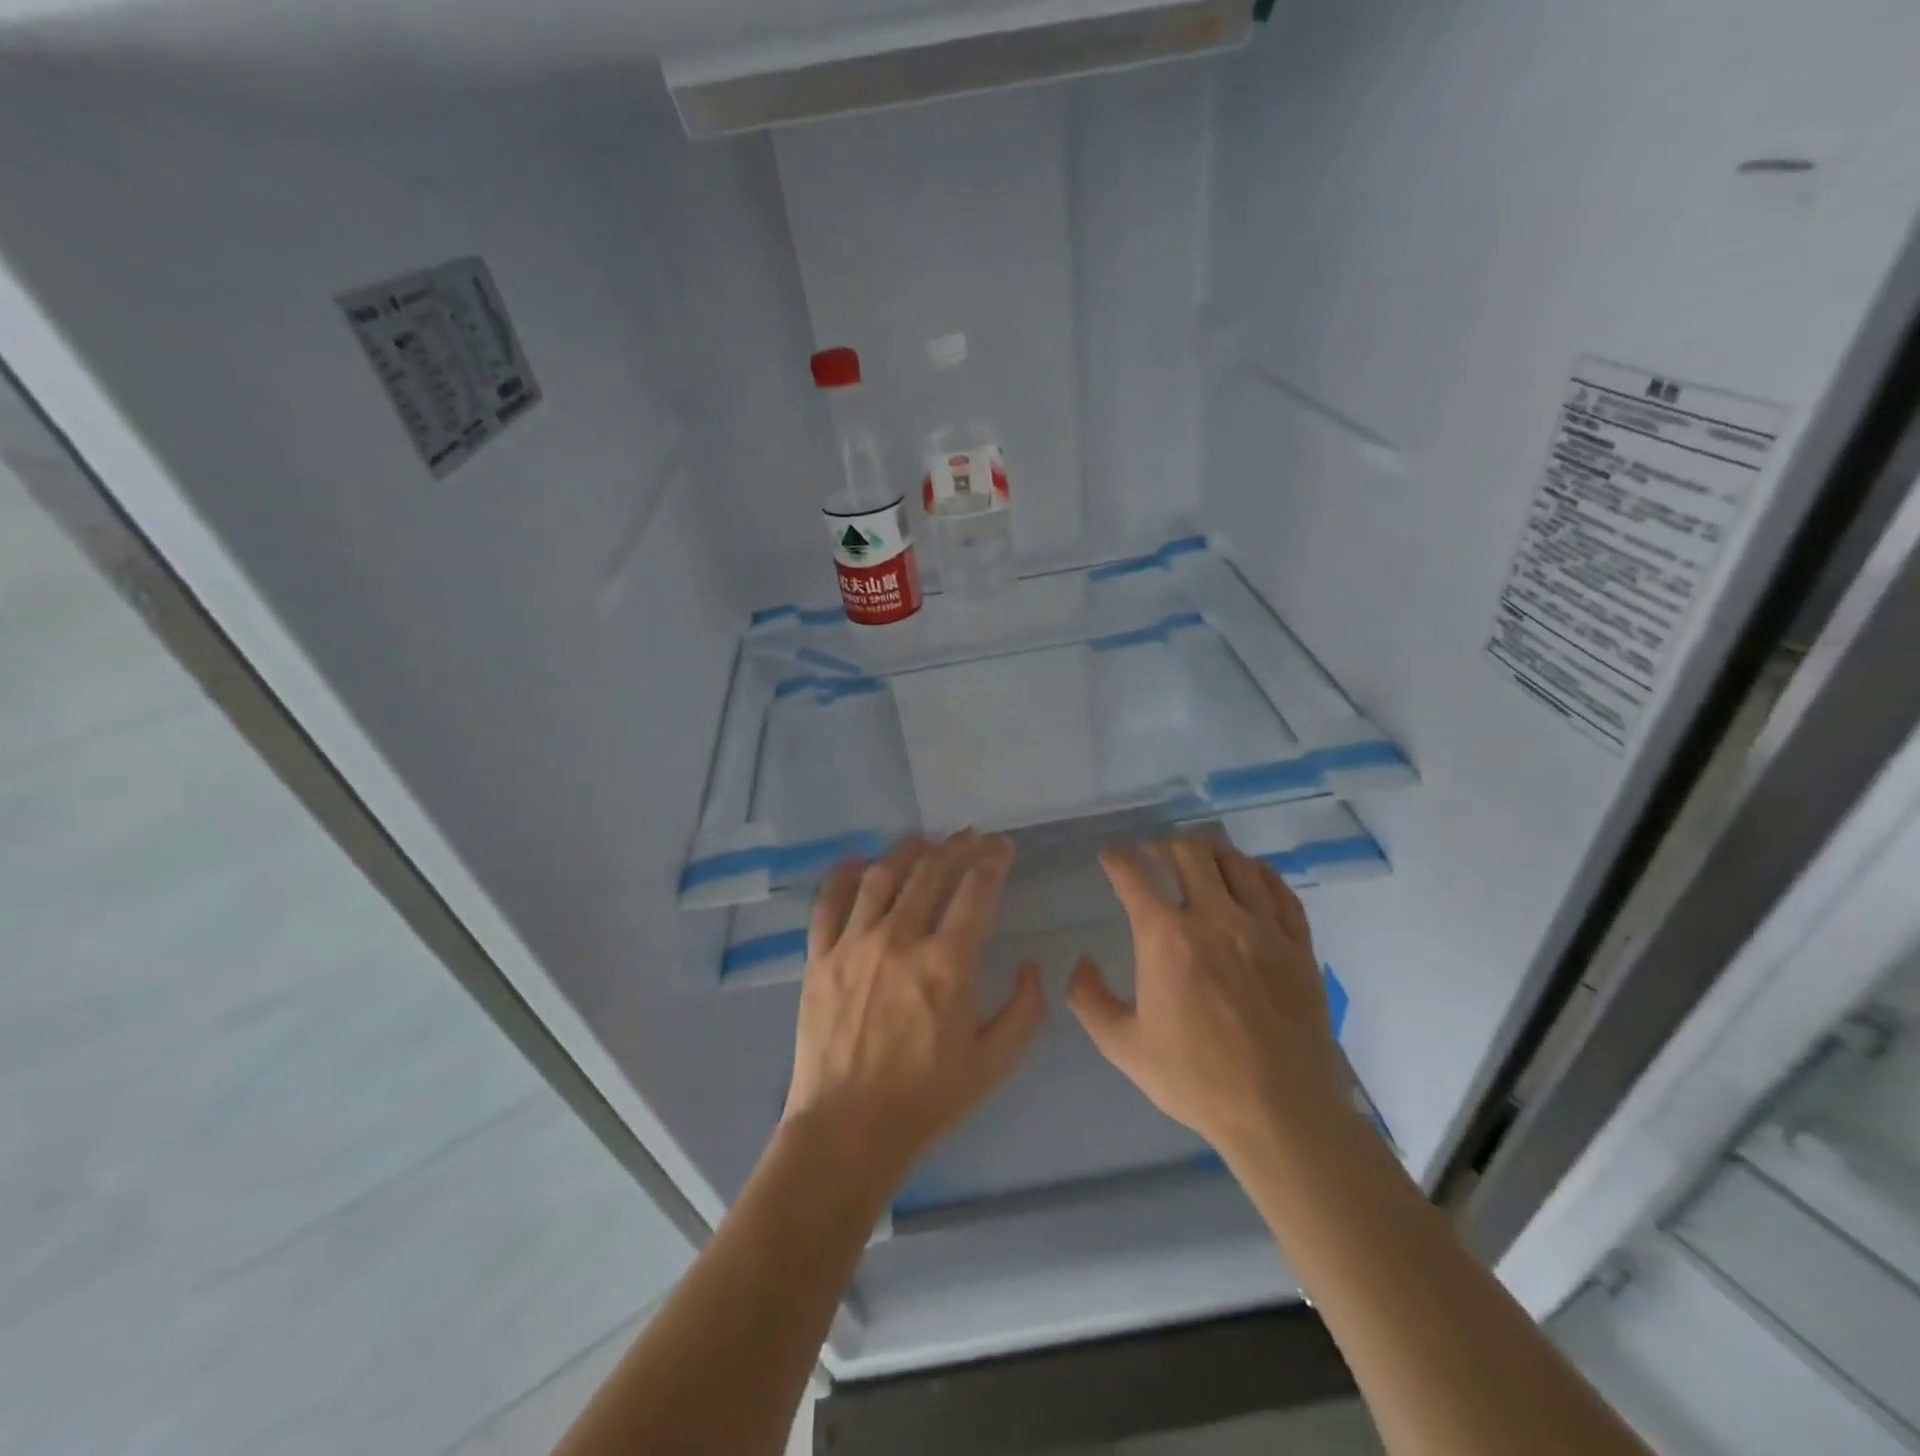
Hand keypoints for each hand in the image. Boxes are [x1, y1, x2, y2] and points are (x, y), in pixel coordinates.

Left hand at [784, 832, 1046, 1191]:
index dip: (992, 860)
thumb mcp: (994, 1062)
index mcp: (947, 963)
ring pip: (882, 877)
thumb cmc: (926, 1099)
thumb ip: (1024, 1010)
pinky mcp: (819, 958)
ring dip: (907, 850)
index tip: (1002, 847)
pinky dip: (842, 876)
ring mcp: (853, 944)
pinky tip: (856, 860)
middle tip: (970, 836)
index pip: (975, 891)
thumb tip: (1030, 966)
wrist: (847, 1130)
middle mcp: (900, 939)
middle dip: (956, 847)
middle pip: (931, 873)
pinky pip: (828, 904)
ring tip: (923, 839)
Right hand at [1067, 834, 1345, 1161]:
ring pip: (1237, 863)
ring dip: (1211, 852)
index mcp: (1166, 938)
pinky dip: (1261, 874)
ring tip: (1199, 858)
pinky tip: (1251, 875)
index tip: (1110, 857)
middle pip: (1189, 853)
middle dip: (1165, 845)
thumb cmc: (1195, 1079)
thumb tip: (1079, 964)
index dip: (1117, 859)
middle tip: (1154, 853)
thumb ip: (1090, 1000)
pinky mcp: (1298, 946)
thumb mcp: (1124, 1046)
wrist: (1280, 1113)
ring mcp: (1263, 929)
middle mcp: (1215, 919)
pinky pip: (1281, 892)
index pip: (1134, 877)